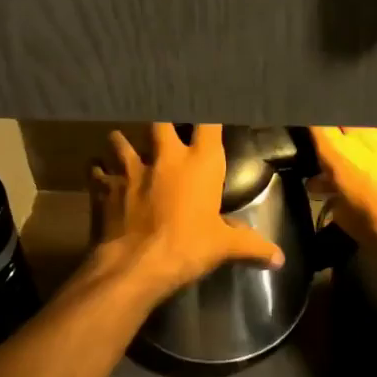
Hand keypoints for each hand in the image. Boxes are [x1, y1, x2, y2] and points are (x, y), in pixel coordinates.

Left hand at [91, 124, 284, 295]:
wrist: (135, 265)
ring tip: (123, 146)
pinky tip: (99, 175)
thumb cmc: (187, 248)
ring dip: (122, 143)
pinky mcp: (104, 186)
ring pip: (120, 139)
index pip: (208, 123)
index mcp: (200, 164)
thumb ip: (252, 247)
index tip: (208, 111)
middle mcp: (165, 157)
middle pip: (159, 121)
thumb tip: (280, 259)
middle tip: (162, 128)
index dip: (208, 114)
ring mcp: (130, 168)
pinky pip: (97, 170)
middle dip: (161, 122)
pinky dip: (98, 171)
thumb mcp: (224, 247)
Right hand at [310, 126, 376, 271]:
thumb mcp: (348, 222)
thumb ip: (332, 195)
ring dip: (360, 139)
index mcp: (345, 160)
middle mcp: (370, 140)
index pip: (319, 124)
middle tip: (333, 152)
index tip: (308, 139)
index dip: (311, 129)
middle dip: (336, 133)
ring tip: (360, 159)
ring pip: (368, 126)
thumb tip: (321, 183)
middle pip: (344, 120)